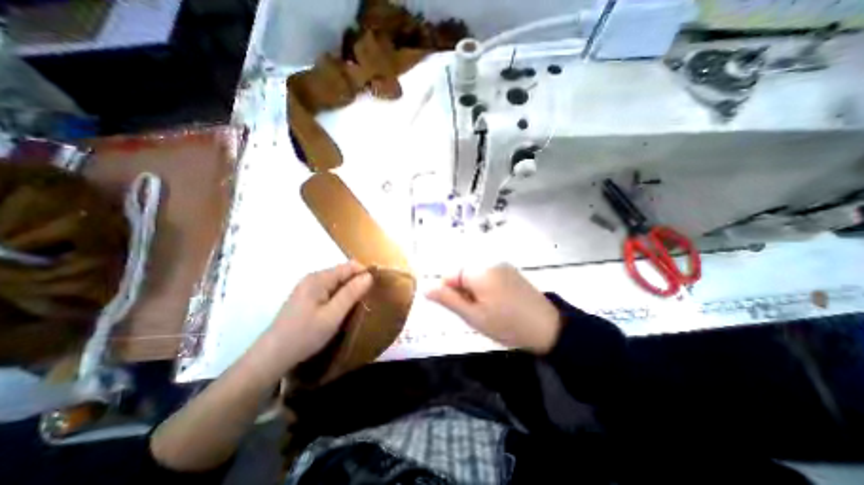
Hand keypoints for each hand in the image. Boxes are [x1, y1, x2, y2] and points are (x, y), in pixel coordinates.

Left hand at [262, 264, 372, 368]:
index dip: (365, 273)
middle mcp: (313, 278)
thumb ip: (351, 293)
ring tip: (359, 306)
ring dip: (349, 291)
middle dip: (357, 283)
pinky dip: (339, 297)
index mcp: (319, 278)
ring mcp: (307, 288)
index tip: (377, 287)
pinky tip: (342, 310)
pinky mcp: (305, 298)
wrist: (271, 357)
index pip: (349, 266)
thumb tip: (369, 275)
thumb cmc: (305, 335)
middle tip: (369, 300)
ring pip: (337, 283)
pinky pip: (329, 291)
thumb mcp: (333, 315)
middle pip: (343, 273)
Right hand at [424, 263, 560, 353]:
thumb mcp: (472, 316)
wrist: (548, 328)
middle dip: (463, 292)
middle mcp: (489, 262)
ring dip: (474, 291)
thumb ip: (447, 300)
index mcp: (478, 271)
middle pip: (462, 274)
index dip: (450, 293)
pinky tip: (498, 304)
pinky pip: (488, 276)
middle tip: (476, 313)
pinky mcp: (511, 271)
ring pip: (475, 276)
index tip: (461, 309)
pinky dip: (486, 289)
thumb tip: (425, 288)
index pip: (449, 275)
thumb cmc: (506, 325)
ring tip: (488, 310)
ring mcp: (502, 265)